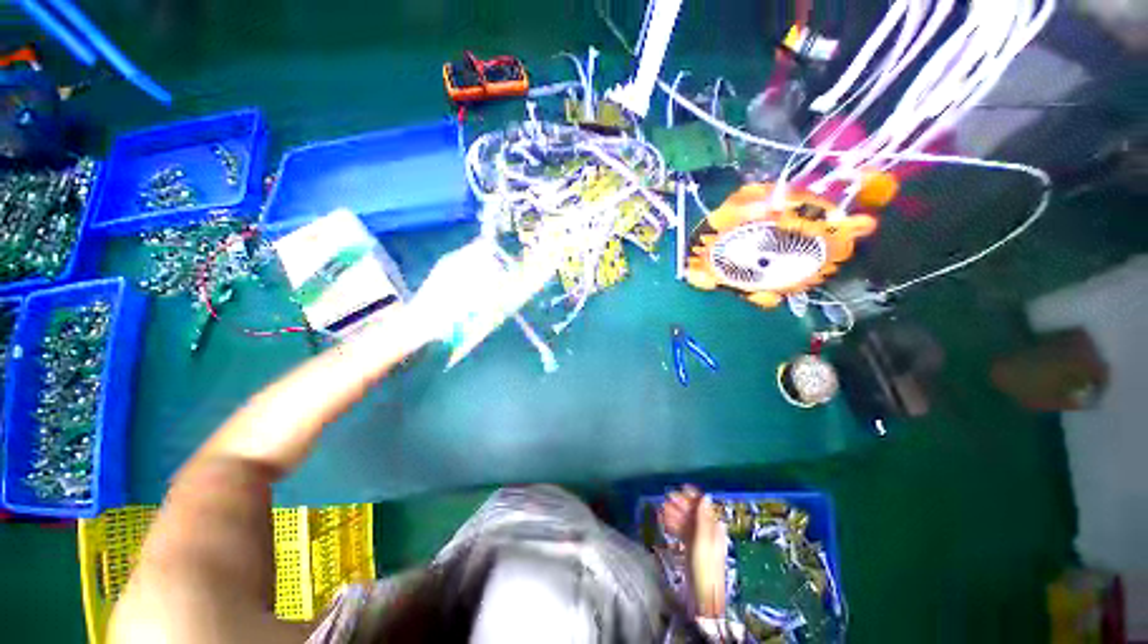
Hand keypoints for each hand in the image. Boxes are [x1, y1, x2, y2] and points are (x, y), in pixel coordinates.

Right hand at [659, 486, 726, 617]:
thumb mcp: (703, 542)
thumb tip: (706, 495)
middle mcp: (708, 532)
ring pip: (686, 521)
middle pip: (694, 512)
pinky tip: (663, 520)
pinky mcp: (690, 548)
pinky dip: (673, 524)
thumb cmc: (705, 570)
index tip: (680, 487)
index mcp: (715, 529)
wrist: (701, 599)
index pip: (705, 507)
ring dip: (674, 513)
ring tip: (661, 508)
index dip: (693, 496)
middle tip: (665, 498)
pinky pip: (681, 531)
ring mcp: (699, 540)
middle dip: (680, 504)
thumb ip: (704, 519)